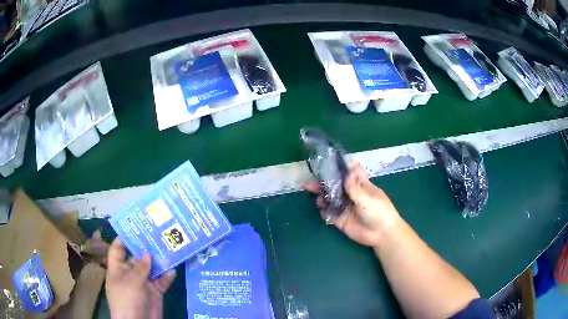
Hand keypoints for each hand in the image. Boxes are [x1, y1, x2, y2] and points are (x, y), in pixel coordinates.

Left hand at [105, 239, 175, 318]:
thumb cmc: (127, 300)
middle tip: (158, 234)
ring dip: (159, 261)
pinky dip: (167, 276)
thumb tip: (147, 253)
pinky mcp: (155, 292)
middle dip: (146, 248)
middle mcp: (130, 274)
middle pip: (137, 257)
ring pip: (151, 268)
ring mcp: (143, 283)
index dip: (124, 239)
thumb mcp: (131, 282)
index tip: (135, 227)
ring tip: (169, 248)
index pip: (118, 249)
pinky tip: (174, 269)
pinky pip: (161, 281)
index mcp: (118, 269)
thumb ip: (139, 267)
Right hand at [305, 162, 401, 247]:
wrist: (382, 234)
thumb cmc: (380, 212)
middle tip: (313, 178)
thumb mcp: (368, 198)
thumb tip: (346, 174)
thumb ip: (355, 188)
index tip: (329, 161)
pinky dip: (323, 209)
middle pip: (337, 186)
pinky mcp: (341, 220)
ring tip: (314, 191)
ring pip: (331, 199)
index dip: (341, 167)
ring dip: (322, 195)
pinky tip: (320, 206)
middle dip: (325, 181)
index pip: (351, 173)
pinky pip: (329, 213)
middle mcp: (351, 195)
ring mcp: (345, 207)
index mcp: (361, 186)